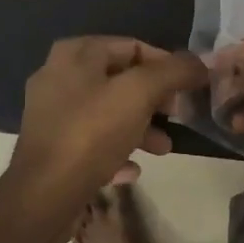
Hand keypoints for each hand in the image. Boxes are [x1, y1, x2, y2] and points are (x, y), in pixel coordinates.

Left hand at [6, 37, 207, 225]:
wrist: (43, 196)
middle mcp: (58, 75)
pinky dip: (115, 149)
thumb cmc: (91, 134)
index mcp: (75, 54)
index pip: (132, 46)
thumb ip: (173, 72)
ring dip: (139, 126)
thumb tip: (200, 63)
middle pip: (120, 79)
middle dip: (154, 99)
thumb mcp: (139, 94)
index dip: (166, 64)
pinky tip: (131, 169)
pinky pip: (92, 140)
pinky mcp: (51, 146)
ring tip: (163, 148)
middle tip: (178, 116)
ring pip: (107, 111)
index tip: (189, 88)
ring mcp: (52, 112)